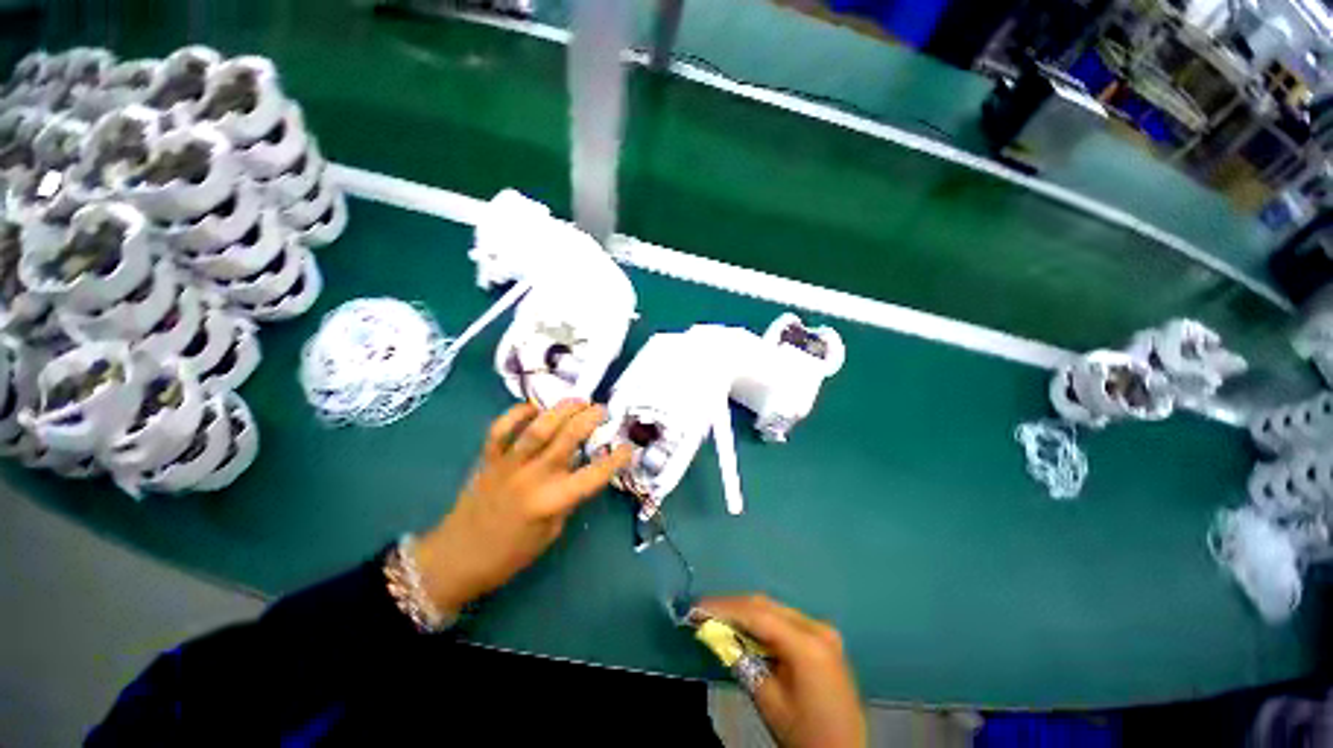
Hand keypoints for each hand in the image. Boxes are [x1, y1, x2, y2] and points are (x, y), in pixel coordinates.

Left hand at [414, 401, 632, 611]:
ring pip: (538, 428)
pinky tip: (533, 408)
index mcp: (552, 501)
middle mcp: (533, 477)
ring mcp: (508, 464)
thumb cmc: (510, 554)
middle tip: (602, 410)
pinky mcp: (488, 458)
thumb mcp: (550, 533)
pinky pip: (501, 428)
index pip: (594, 475)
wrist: (456, 559)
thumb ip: (568, 499)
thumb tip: (582, 472)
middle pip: (567, 439)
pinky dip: (517, 413)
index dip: (616, 459)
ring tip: (578, 400)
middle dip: (590, 419)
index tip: (629, 447)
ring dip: (562, 410)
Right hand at [697, 595, 865, 747]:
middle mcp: (817, 627)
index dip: (724, 607)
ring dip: (745, 612)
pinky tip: (744, 627)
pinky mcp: (822, 638)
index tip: (697, 607)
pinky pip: (785, 620)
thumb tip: (714, 631)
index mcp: (807, 644)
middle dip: (732, 606)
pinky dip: (761, 621)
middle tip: (702, 610)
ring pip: (774, 609)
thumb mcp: (768, 700)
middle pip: (766, 606)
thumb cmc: (805, 734)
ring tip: (717, 616)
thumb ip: (742, 659)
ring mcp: (822, 630)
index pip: (757, 614)